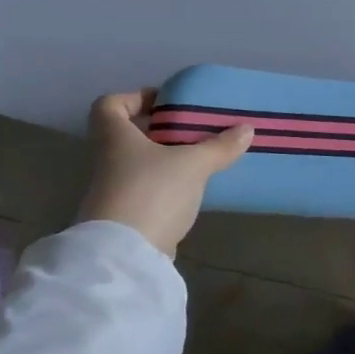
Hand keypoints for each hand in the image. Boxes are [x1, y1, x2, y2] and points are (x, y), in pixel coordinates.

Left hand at [76, 91, 253, 256]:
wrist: (126, 255)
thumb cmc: (153, 192)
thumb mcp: (193, 164)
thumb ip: (220, 146)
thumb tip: (247, 129)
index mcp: (115, 138)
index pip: (109, 105)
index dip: (134, 98)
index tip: (165, 104)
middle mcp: (108, 161)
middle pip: (127, 136)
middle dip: (159, 131)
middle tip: (193, 130)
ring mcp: (113, 192)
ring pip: (138, 165)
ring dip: (165, 160)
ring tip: (200, 160)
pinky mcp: (125, 218)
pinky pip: (146, 191)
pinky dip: (166, 188)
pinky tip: (192, 191)